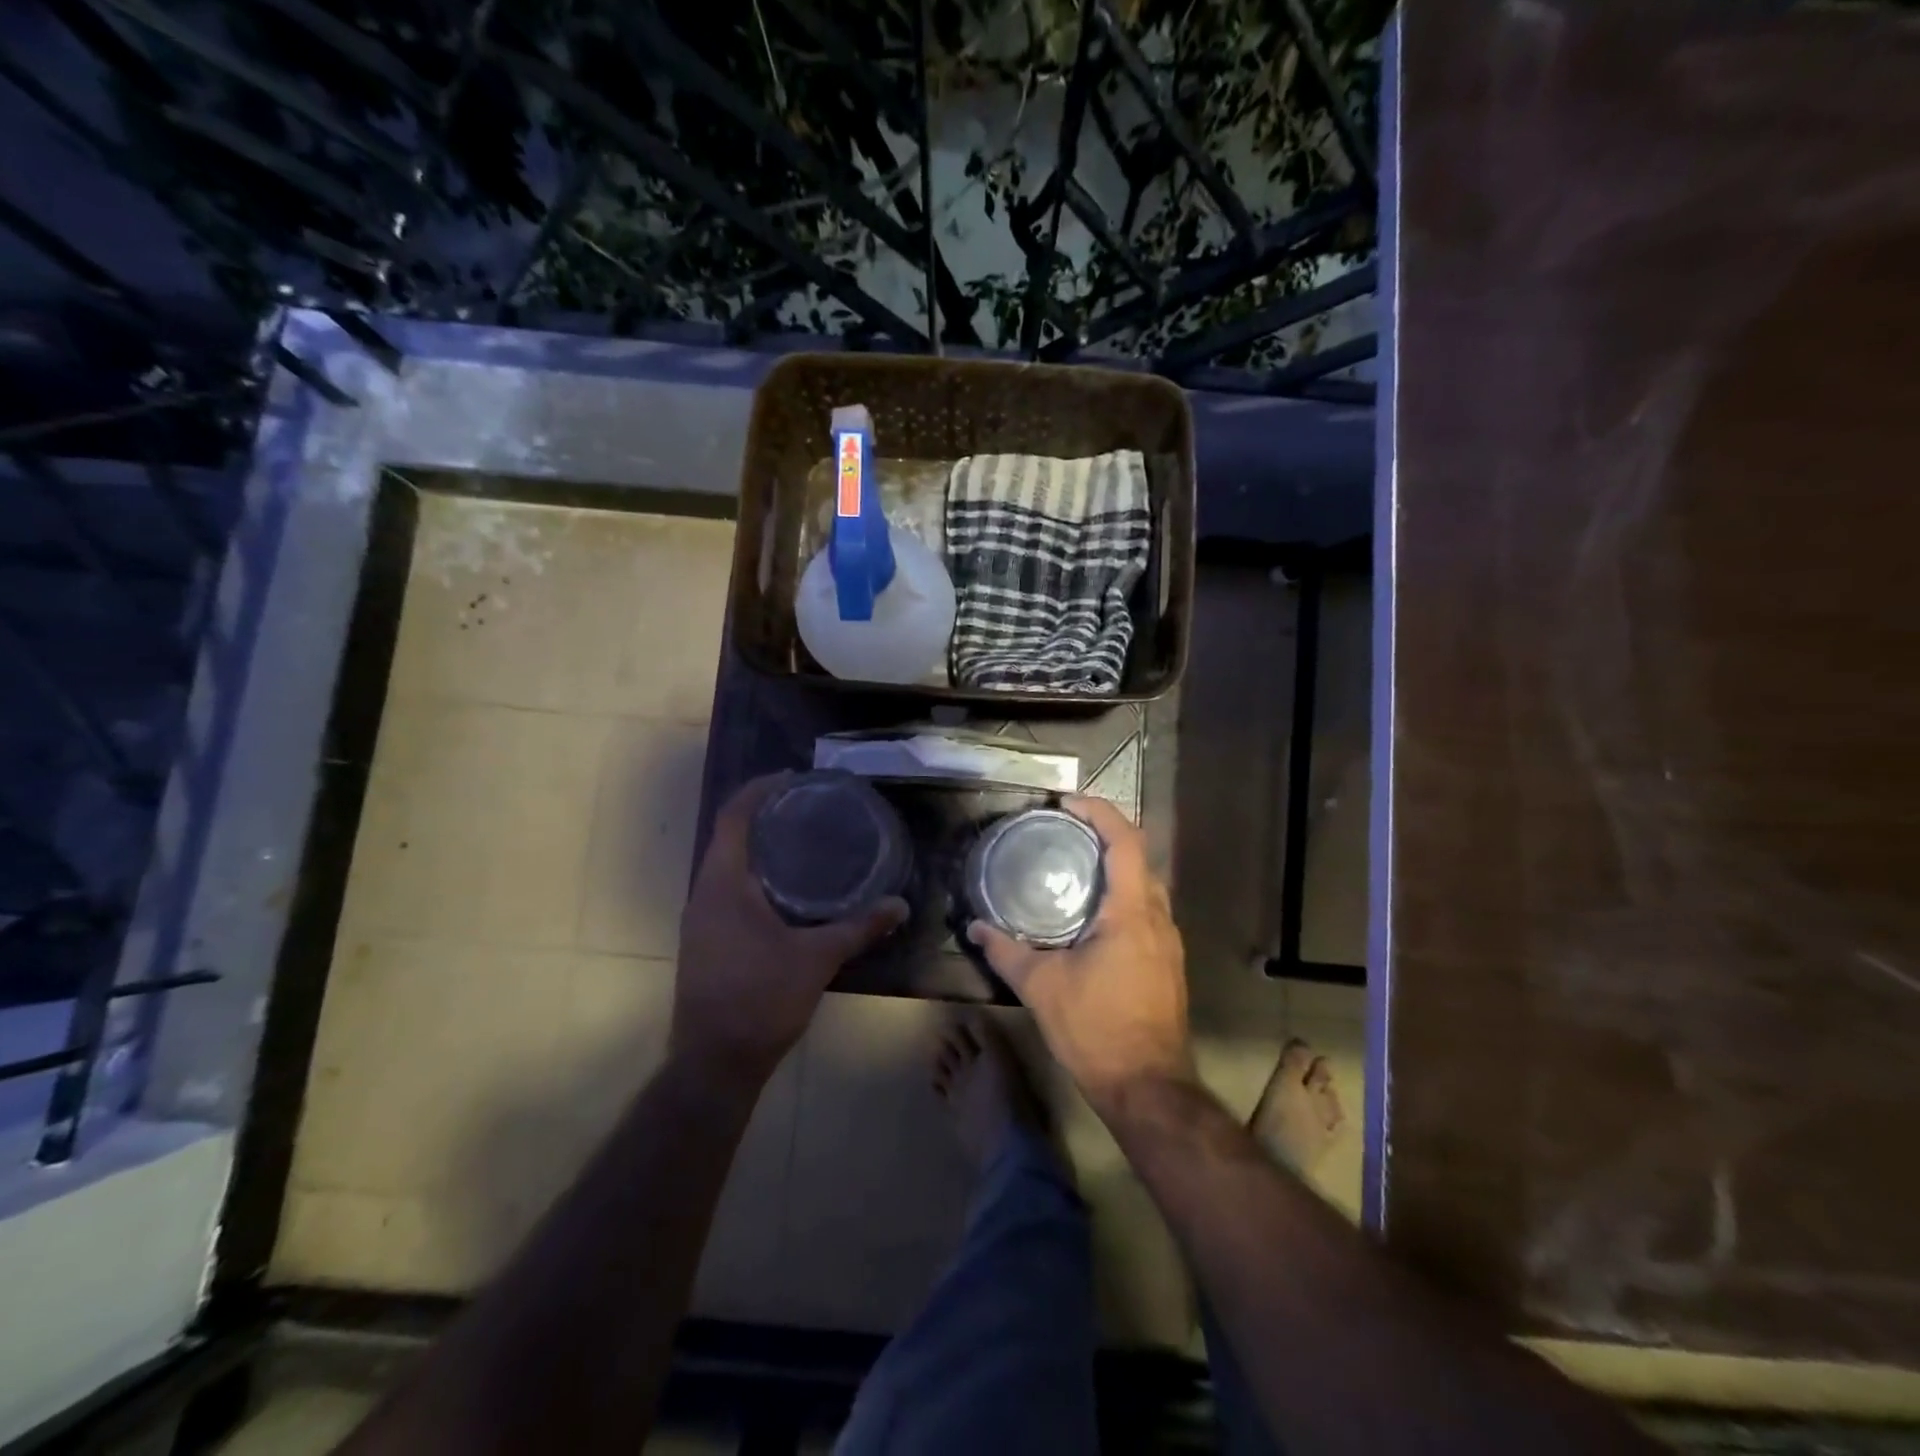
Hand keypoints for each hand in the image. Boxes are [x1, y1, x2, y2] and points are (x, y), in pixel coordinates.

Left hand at [675, 773, 907, 1084]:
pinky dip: (755, 877)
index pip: (734, 817)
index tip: (792, 777)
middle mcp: (704, 894)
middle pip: (729, 837)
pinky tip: (788, 891)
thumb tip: (900, 905)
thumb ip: (859, 927)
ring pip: (727, 866)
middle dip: (764, 817)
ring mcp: (700, 920)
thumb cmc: (760, 999)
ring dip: (759, 849)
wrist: (714, 1062)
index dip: (759, 790)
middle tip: (808, 808)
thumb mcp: (817, 959)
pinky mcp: (705, 941)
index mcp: (723, 884)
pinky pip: (728, 891)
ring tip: (803, 842)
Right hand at [967, 796, 1193, 1114]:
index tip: (1067, 804)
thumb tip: (976, 928)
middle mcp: (1158, 918)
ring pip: (1145, 885)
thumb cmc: (1097, 1030)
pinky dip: (1121, 896)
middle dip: (1104, 834)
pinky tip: (1090, 915)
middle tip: (1064, 832)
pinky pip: (1146, 911)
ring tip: (1073, 867)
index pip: (1125, 841)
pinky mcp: (1166, 962)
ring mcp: (1168, 942)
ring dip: (1114, 867)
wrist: (1148, 1087)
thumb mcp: (1042, 987)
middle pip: (1139, 857)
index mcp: (1132, 912)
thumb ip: (1007, 952)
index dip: (1099, 811)